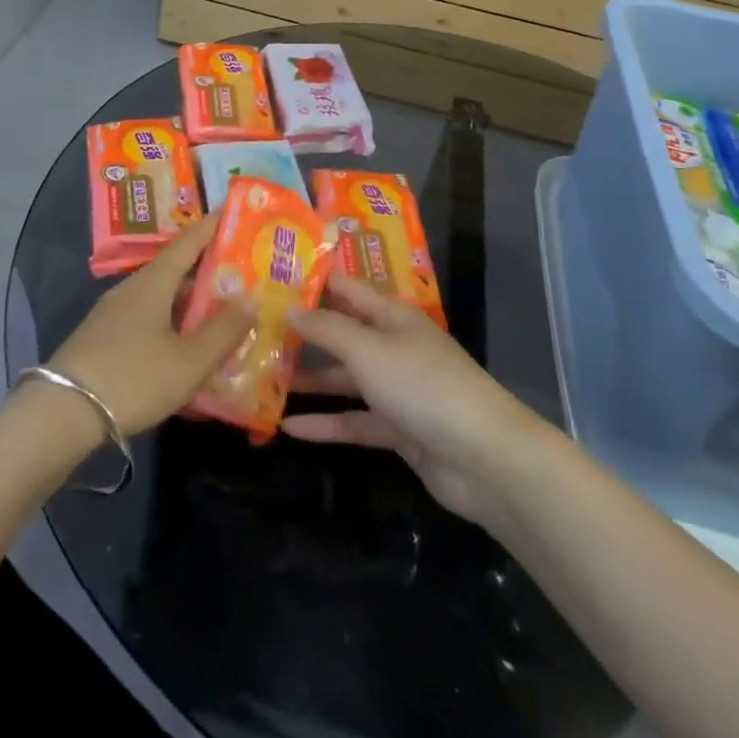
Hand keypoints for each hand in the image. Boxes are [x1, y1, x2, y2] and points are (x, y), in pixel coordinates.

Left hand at [47, 212, 253, 435]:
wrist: (61, 414)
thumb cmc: (133, 377)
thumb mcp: (189, 360)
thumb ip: (223, 331)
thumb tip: (250, 300)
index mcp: (153, 282)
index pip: (188, 242)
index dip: (212, 227)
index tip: (234, 213)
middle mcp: (132, 289)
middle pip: (175, 270)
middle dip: (208, 270)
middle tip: (242, 273)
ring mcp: (113, 314)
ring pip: (161, 297)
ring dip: (190, 301)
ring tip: (221, 312)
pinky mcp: (103, 339)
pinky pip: (148, 319)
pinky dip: (172, 323)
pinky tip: (185, 345)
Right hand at [284, 275, 556, 525]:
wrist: (483, 458)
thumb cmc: (423, 386)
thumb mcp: (369, 350)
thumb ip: (327, 330)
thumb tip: (289, 309)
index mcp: (392, 316)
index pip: (347, 289)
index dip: (312, 283)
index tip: (271, 279)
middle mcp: (393, 346)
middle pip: (343, 334)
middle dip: (304, 334)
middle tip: (255, 332)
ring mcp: (397, 389)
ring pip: (345, 379)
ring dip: (310, 380)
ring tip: (264, 379)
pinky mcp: (398, 429)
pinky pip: (354, 420)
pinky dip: (326, 423)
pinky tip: (287, 427)